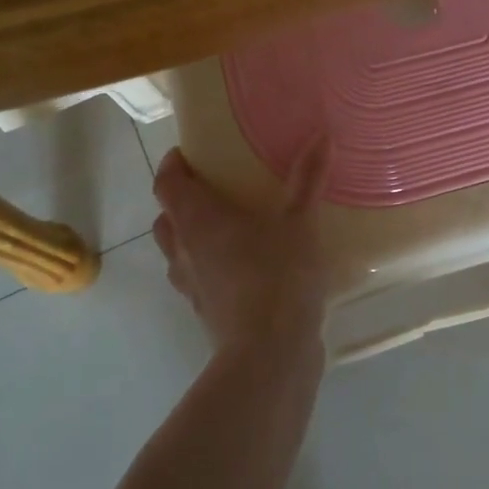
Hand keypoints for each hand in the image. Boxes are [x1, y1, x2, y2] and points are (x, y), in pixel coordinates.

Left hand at [151, 142, 332, 359]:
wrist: (270, 354)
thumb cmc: (277, 275)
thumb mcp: (299, 222)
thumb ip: (307, 178)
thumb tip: (321, 134)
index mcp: (198, 220)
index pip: (167, 184)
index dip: (173, 166)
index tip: (188, 154)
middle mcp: (185, 251)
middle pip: (168, 218)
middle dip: (182, 202)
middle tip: (213, 189)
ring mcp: (192, 287)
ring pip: (179, 253)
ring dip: (193, 238)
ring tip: (228, 229)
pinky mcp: (207, 314)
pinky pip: (199, 281)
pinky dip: (212, 269)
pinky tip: (245, 270)